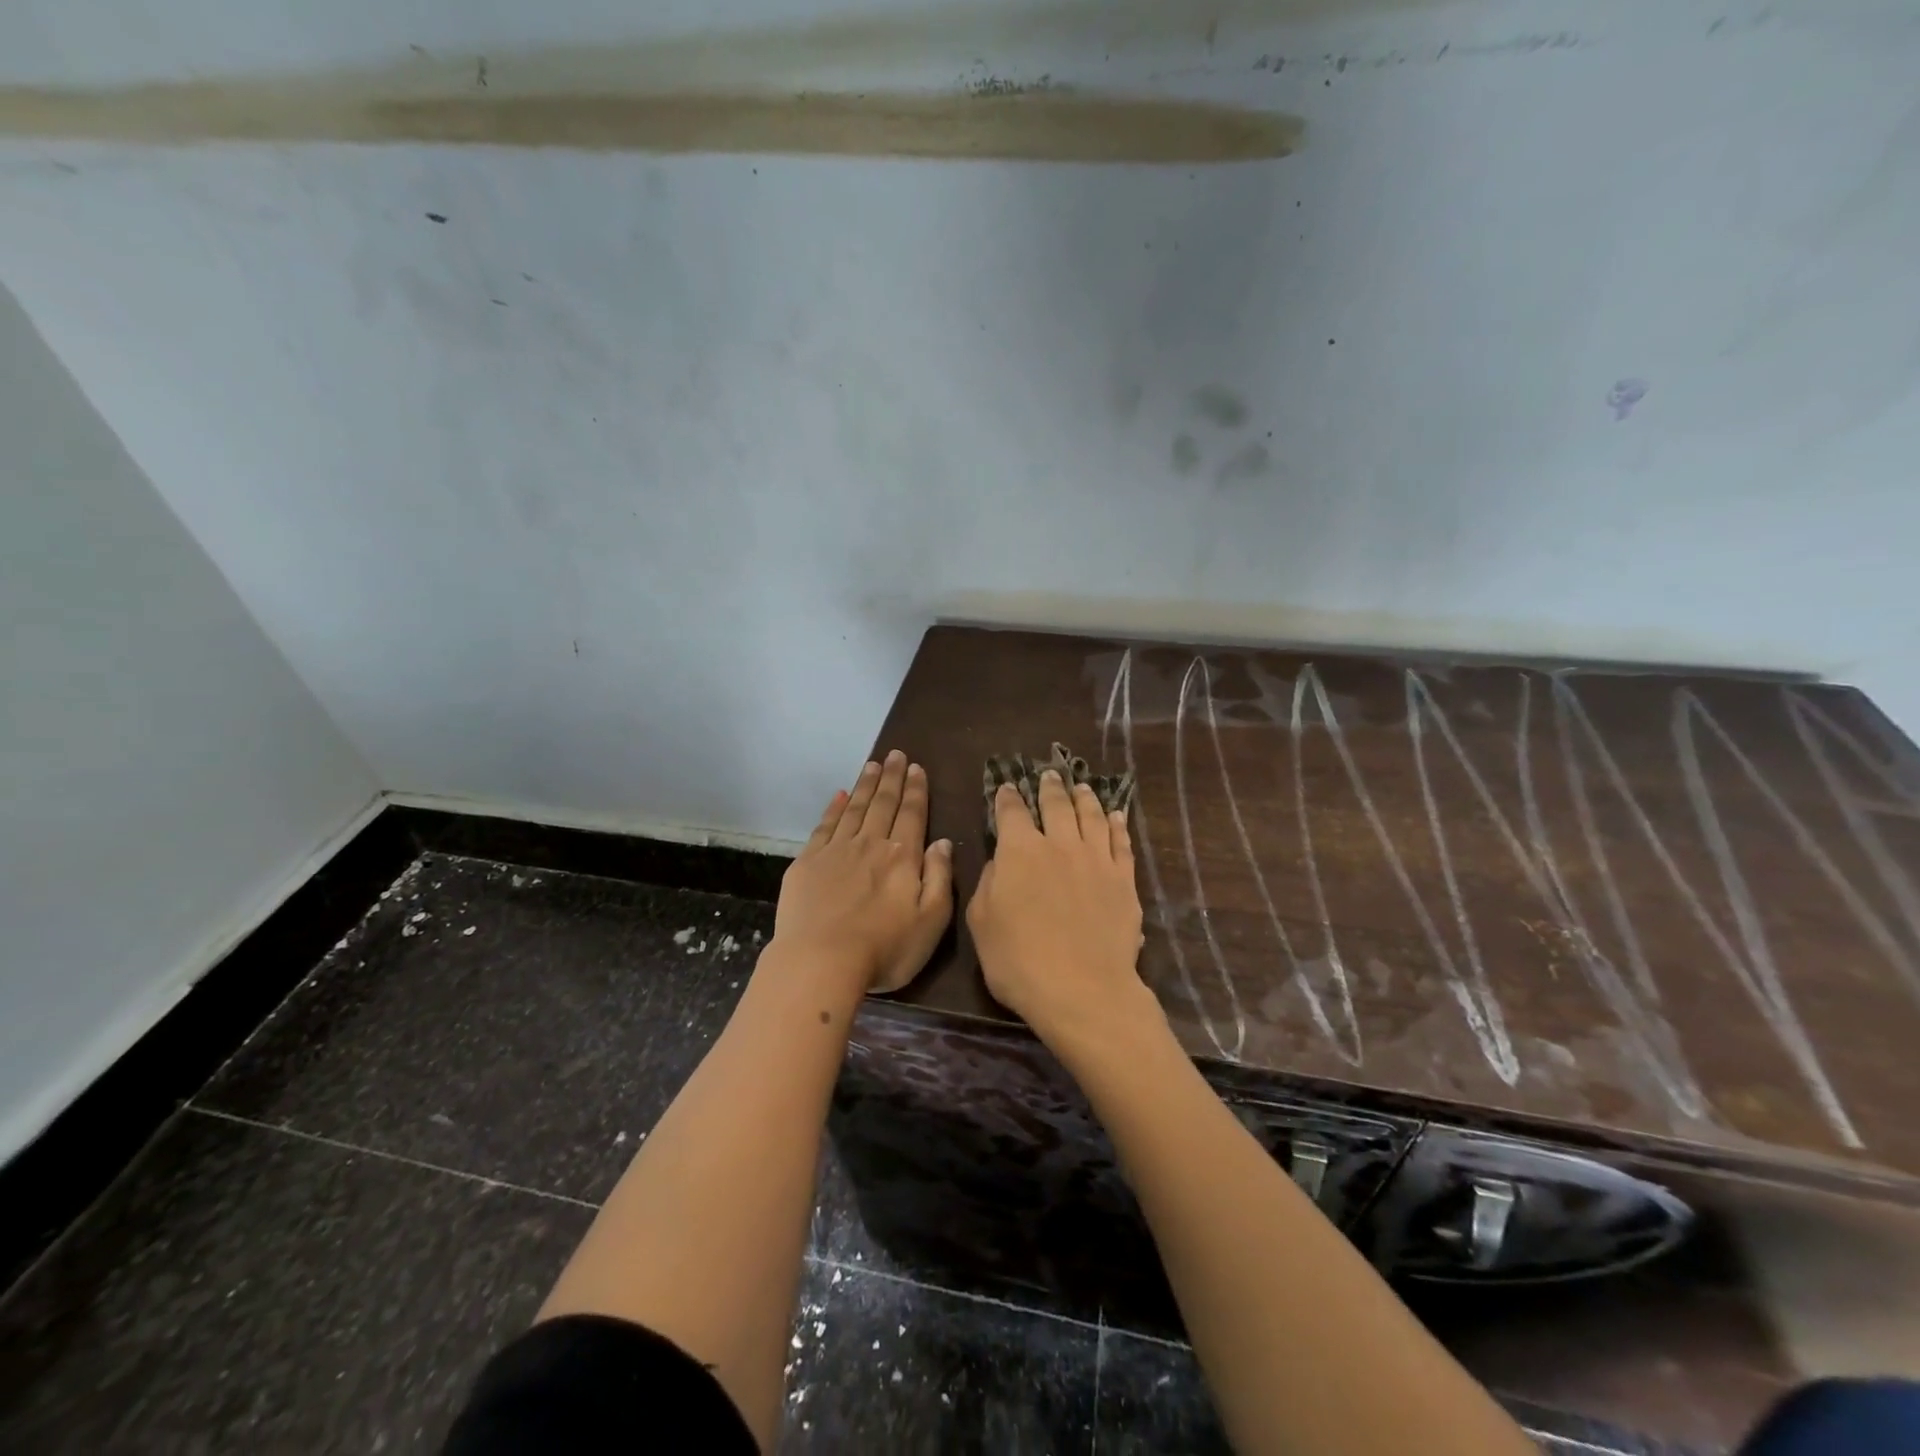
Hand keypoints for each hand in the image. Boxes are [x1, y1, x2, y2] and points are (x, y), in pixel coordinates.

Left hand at [773, 751, 953, 994]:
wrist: (821, 961)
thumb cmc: (885, 948)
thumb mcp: (931, 921)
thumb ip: (940, 878)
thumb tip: (942, 842)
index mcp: (902, 857)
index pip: (912, 814)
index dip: (916, 790)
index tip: (917, 768)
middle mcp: (870, 844)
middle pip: (883, 804)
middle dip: (892, 778)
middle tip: (896, 754)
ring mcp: (835, 851)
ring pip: (855, 809)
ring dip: (865, 785)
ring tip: (873, 764)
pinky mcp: (807, 863)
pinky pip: (824, 826)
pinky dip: (833, 808)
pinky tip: (839, 795)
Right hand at [966, 769, 1158, 1051]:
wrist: (1082, 989)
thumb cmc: (1018, 961)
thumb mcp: (981, 923)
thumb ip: (988, 884)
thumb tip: (999, 862)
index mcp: (1019, 851)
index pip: (1012, 812)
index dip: (1007, 797)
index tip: (1007, 787)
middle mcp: (1060, 844)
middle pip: (1056, 805)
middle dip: (1049, 787)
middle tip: (1049, 774)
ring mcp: (1096, 859)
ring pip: (1092, 816)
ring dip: (1085, 797)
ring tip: (1081, 787)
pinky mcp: (1124, 879)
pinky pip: (1121, 842)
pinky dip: (1118, 824)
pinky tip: (1117, 816)